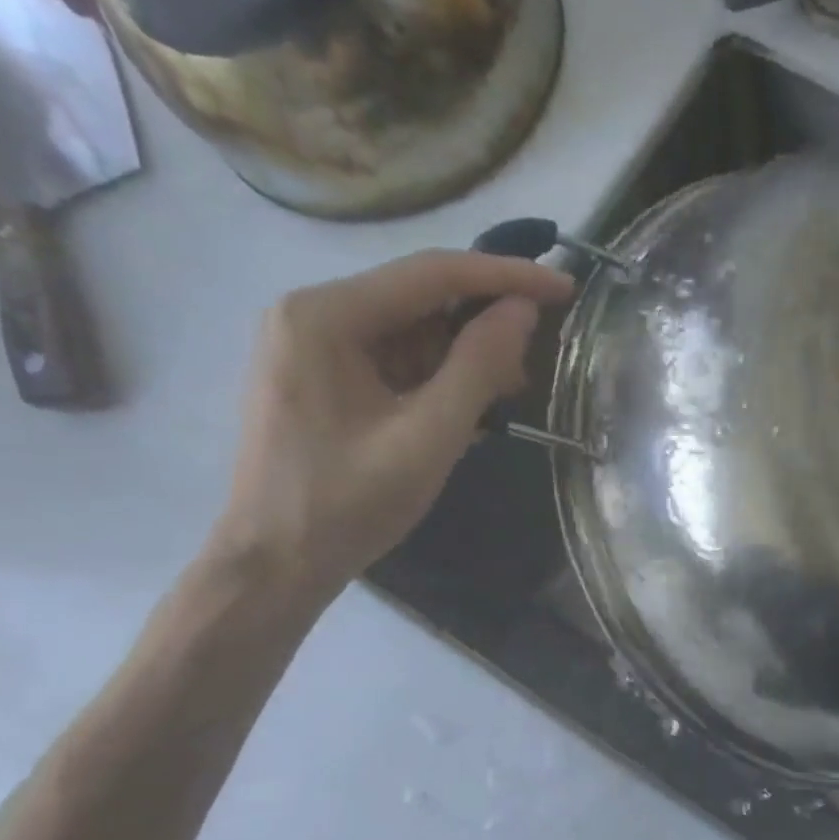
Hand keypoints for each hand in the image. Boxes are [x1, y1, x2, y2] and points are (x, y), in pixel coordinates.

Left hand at [207, 251, 573, 603]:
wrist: (274, 565)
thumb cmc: (348, 505)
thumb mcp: (427, 437)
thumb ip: (479, 367)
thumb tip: (523, 311)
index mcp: (324, 316)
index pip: (432, 273)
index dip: (506, 276)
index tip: (564, 288)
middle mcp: (311, 314)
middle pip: (420, 297)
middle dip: (484, 321)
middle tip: (539, 354)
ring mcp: (313, 346)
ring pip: (411, 329)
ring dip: (465, 354)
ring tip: (510, 390)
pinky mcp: (322, 377)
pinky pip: (395, 359)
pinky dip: (439, 377)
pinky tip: (472, 405)